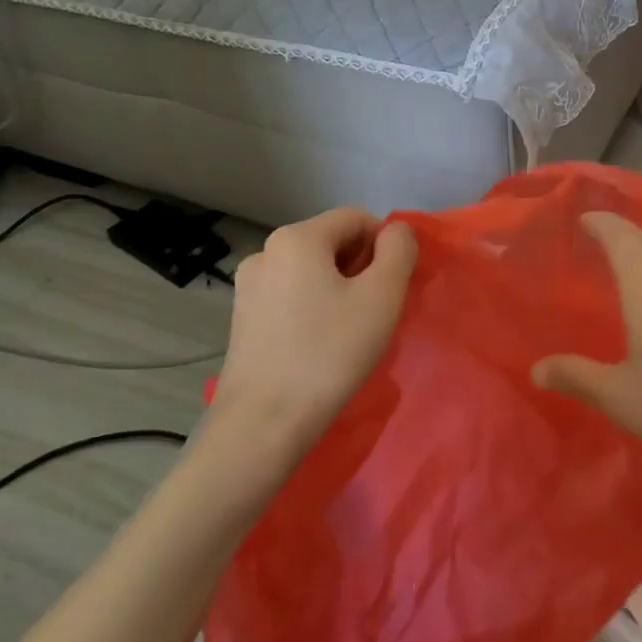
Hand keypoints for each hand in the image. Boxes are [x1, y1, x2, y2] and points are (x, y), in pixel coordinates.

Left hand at [210, 207, 417, 440]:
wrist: (263, 422)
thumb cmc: (329, 353)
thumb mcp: (382, 295)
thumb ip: (399, 250)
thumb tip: (396, 232)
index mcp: (297, 237)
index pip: (357, 218)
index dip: (386, 245)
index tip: (394, 287)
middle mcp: (266, 250)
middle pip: (332, 241)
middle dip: (362, 267)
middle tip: (376, 311)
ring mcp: (248, 285)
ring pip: (311, 270)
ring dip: (339, 288)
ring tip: (350, 331)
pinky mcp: (242, 317)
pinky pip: (291, 294)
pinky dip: (314, 306)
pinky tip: (321, 343)